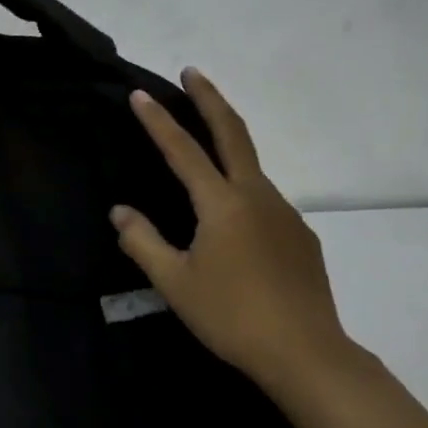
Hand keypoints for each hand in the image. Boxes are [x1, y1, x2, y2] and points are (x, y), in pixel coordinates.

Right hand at [110, 67, 356, 389]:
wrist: (308, 355)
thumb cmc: (232, 315)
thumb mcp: (174, 282)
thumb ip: (142, 240)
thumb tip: (119, 210)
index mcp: (222, 203)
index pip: (183, 150)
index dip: (158, 121)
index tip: (140, 94)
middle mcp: (256, 196)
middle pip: (233, 133)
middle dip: (210, 99)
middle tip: (192, 72)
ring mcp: (285, 213)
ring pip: (251, 167)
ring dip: (227, 143)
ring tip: (203, 148)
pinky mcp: (301, 235)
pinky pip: (264, 198)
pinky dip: (242, 187)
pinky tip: (234, 219)